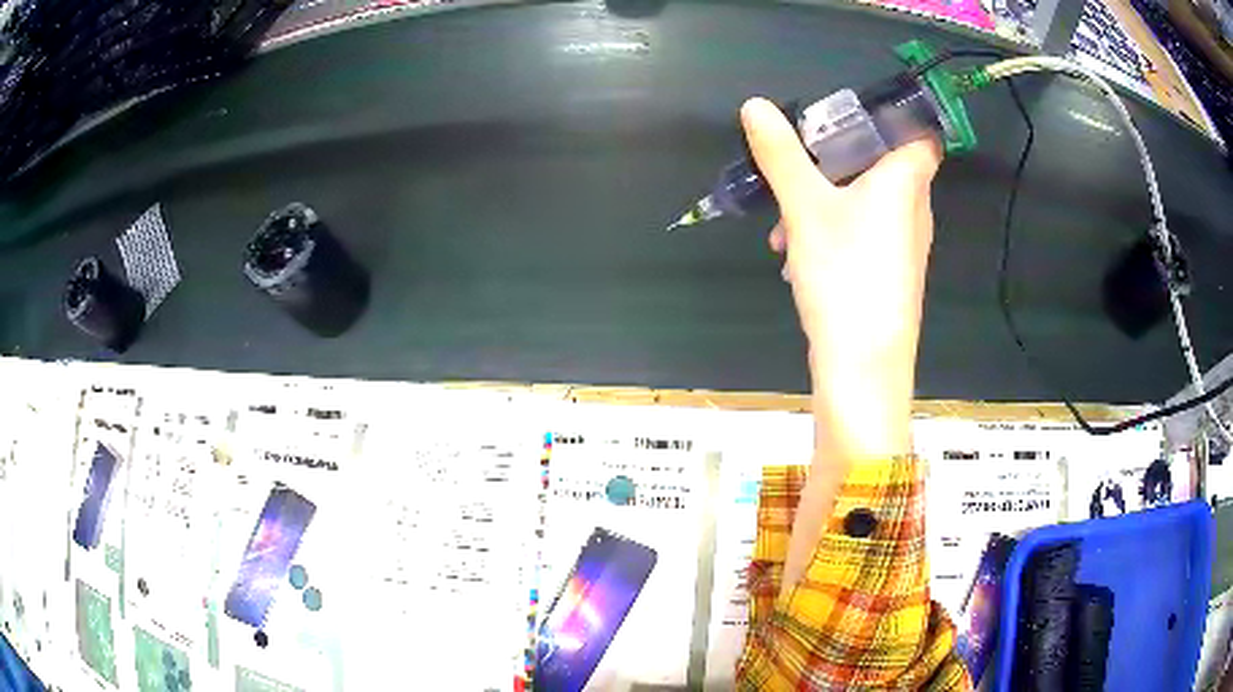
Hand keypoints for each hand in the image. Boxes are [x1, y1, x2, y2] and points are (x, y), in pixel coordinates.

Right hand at [741, 97, 940, 459]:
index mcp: (906, 181)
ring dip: (826, 202)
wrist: (864, 368)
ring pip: (868, 203)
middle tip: (798, 168)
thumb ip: (781, 155)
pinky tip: (797, 258)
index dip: (895, 118)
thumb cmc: (846, 274)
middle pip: (884, 164)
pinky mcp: (891, 274)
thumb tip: (755, 105)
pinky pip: (865, 235)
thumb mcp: (804, 207)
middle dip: (835, 162)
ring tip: (784, 227)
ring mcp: (905, 245)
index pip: (922, 133)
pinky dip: (835, 233)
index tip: (851, 117)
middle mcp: (915, 209)